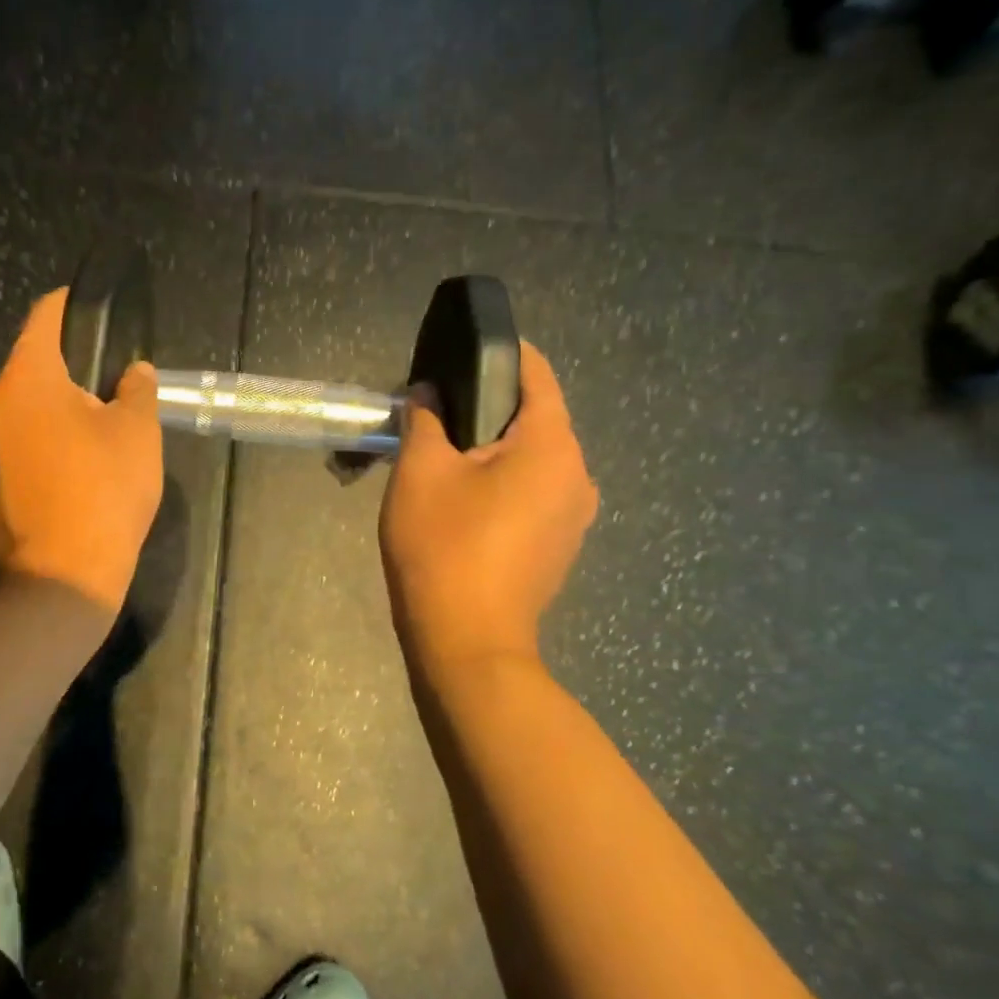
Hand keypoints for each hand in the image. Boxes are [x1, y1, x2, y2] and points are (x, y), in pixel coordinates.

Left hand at [0, 288, 163, 615]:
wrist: (61, 580)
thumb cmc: (104, 492)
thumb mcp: (139, 433)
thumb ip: (137, 390)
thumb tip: (134, 372)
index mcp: (27, 380)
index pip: (43, 318)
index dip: (67, 306)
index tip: (87, 308)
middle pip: (29, 371)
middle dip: (64, 376)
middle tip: (103, 397)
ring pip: (16, 415)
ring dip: (46, 417)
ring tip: (83, 444)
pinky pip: (6, 454)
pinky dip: (30, 454)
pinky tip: (59, 481)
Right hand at [379, 341, 597, 674]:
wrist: (467, 643)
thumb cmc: (444, 548)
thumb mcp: (420, 472)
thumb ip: (424, 419)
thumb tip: (428, 394)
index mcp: (552, 446)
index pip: (536, 373)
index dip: (499, 354)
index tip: (457, 354)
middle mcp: (578, 474)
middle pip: (535, 417)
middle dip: (487, 408)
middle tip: (434, 413)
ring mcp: (575, 515)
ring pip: (533, 458)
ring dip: (493, 450)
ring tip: (443, 458)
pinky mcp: (560, 545)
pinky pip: (534, 492)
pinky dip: (503, 483)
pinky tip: (464, 502)